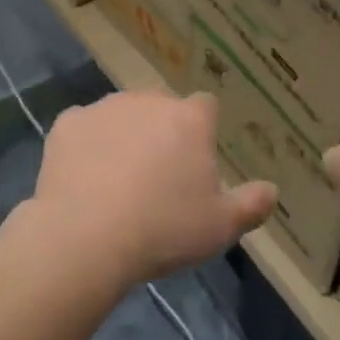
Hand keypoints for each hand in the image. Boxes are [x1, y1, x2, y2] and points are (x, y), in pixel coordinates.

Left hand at [27, 91, 276, 291]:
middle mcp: (149, 101)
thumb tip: (272, 190)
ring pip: (122, 114)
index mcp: (189, 119)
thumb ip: (251, 205)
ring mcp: (105, 108)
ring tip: (117, 181)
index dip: (202, 132)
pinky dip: (87, 145)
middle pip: (162, 107)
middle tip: (157, 177)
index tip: (195, 165)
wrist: (85, 238)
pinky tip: (84, 178)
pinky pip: (84, 128)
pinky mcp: (68, 123)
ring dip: (125, 135)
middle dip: (163, 131)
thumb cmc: (163, 230)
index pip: (206, 107)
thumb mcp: (220, 228)